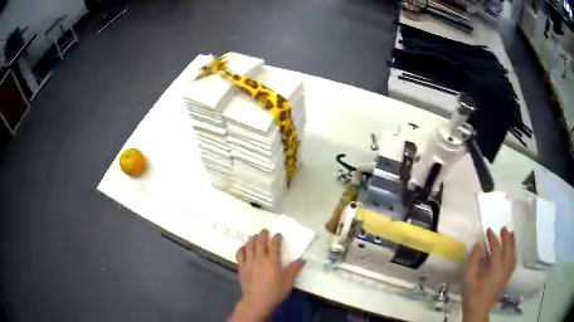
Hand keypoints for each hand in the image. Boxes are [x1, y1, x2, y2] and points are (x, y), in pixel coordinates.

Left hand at [231, 229, 304, 321]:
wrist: (257, 301)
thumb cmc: (275, 292)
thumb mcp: (288, 281)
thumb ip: (294, 269)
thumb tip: (302, 259)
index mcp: (272, 261)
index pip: (274, 244)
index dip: (276, 237)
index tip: (278, 235)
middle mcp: (259, 258)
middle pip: (260, 241)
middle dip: (263, 234)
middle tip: (265, 231)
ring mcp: (248, 262)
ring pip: (249, 245)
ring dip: (252, 238)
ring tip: (255, 236)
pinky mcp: (241, 267)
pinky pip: (240, 254)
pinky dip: (242, 248)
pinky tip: (244, 248)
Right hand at [462, 227, 516, 321]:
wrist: (477, 311)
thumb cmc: (472, 295)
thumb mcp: (468, 279)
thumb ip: (473, 260)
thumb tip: (479, 244)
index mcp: (495, 271)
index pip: (497, 250)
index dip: (493, 239)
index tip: (488, 230)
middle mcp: (504, 270)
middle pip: (509, 250)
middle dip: (506, 238)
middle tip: (503, 228)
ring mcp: (507, 275)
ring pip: (513, 255)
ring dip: (512, 244)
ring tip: (511, 234)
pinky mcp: (507, 278)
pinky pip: (513, 262)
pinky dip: (514, 253)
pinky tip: (512, 250)